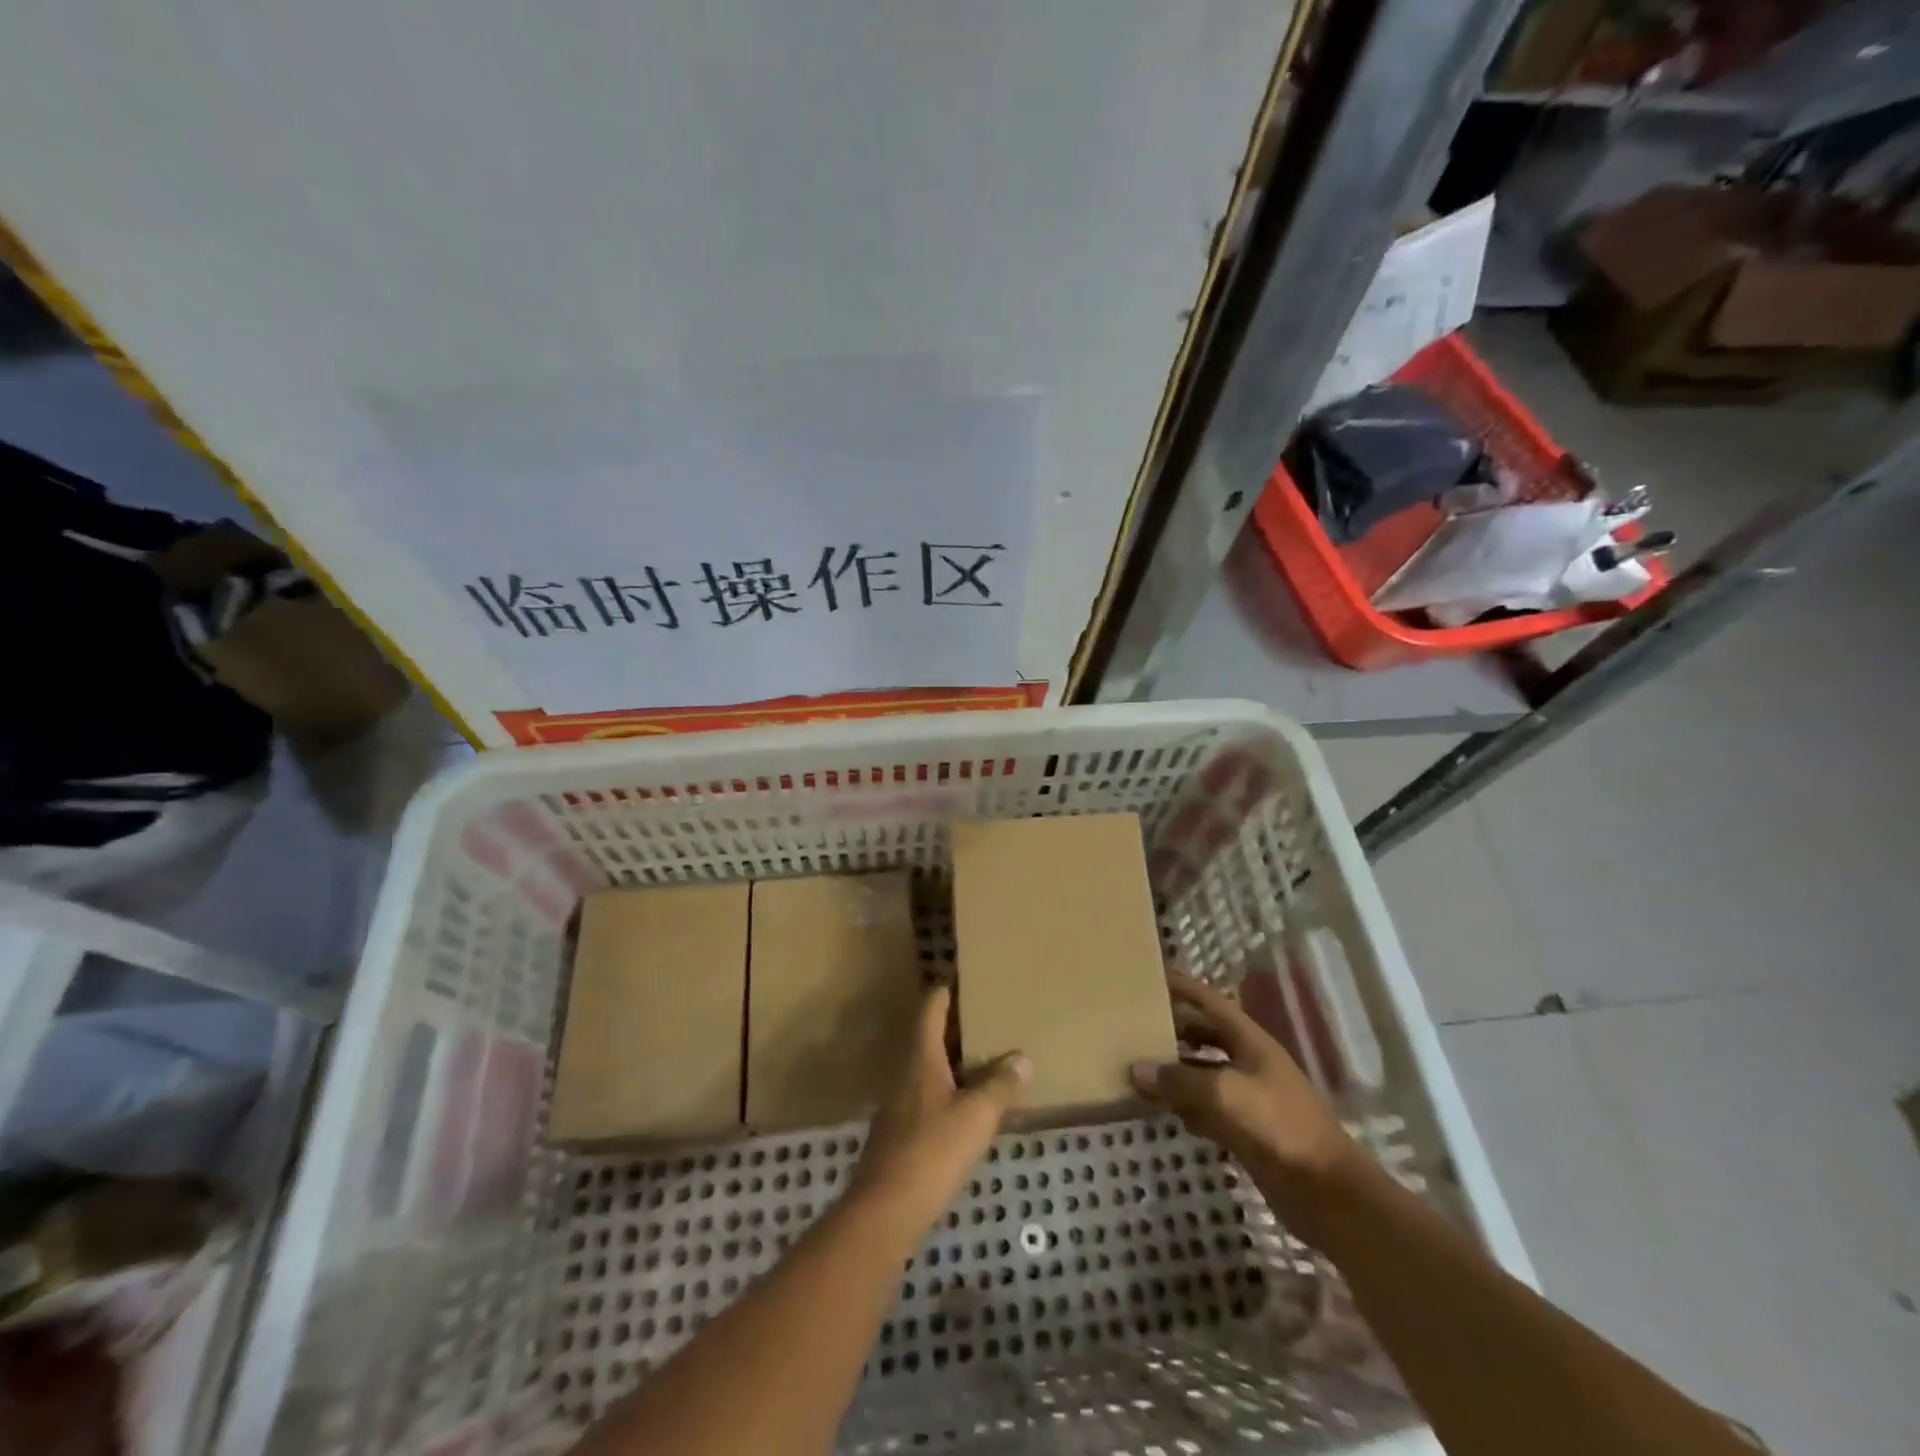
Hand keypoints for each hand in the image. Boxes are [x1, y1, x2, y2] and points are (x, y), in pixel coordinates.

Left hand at [848, 983, 1029, 1235]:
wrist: (884, 1210)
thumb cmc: (931, 1151)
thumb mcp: (976, 1117)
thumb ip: (1000, 1085)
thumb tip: (1023, 1056)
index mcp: (921, 1058)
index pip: (931, 1009)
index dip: (945, 990)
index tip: (962, 977)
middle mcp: (906, 1072)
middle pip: (928, 1036)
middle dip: (955, 1026)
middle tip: (986, 1016)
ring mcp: (900, 1103)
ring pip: (929, 1068)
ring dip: (953, 1060)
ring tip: (984, 1059)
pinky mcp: (901, 1132)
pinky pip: (928, 1095)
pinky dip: (949, 1089)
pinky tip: (967, 1105)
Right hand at [1129, 974, 1357, 1192]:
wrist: (1329, 1195)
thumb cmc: (1280, 1128)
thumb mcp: (1225, 1095)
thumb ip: (1179, 1080)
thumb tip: (1136, 1069)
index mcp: (1251, 1042)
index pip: (1210, 1002)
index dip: (1182, 987)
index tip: (1150, 976)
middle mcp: (1249, 1063)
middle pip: (1205, 1035)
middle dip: (1172, 1028)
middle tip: (1133, 1025)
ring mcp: (1250, 1098)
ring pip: (1203, 1073)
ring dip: (1175, 1069)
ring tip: (1138, 1065)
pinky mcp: (1247, 1131)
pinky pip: (1207, 1108)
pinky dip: (1185, 1105)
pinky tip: (1162, 1109)